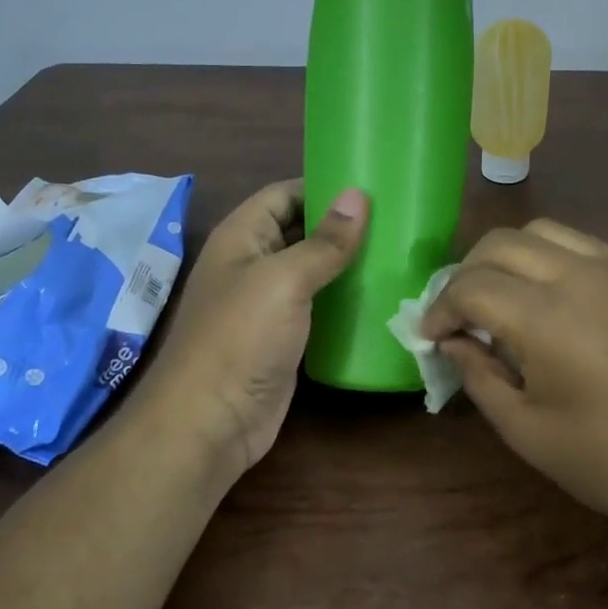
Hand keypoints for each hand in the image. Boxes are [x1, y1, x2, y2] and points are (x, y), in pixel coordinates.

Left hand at [132, 180, 367, 474]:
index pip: (283, 195)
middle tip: (395, 220)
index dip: (321, 187)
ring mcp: (267, 304)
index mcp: (242, 236)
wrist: (211, 421)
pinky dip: (343, 300)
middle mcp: (252, 264)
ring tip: (396, 253)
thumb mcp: (284, 280)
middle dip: (340, 225)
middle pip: (299, 231)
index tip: (370, 187)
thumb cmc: (241, 337)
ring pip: (311, 271)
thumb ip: (324, 241)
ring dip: (346, 263)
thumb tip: (358, 195)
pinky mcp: (284, 338)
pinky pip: (317, 307)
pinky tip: (379, 296)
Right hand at [422, 219, 607, 548]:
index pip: (471, 286)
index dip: (440, 308)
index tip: (431, 334)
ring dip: (507, 256)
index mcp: (546, 317)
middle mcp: (579, 275)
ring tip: (501, 296)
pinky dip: (549, 256)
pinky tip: (548, 295)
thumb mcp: (526, 430)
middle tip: (459, 313)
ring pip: (542, 231)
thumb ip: (478, 375)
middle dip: (466, 273)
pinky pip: (581, 244)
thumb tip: (452, 341)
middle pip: (500, 243)